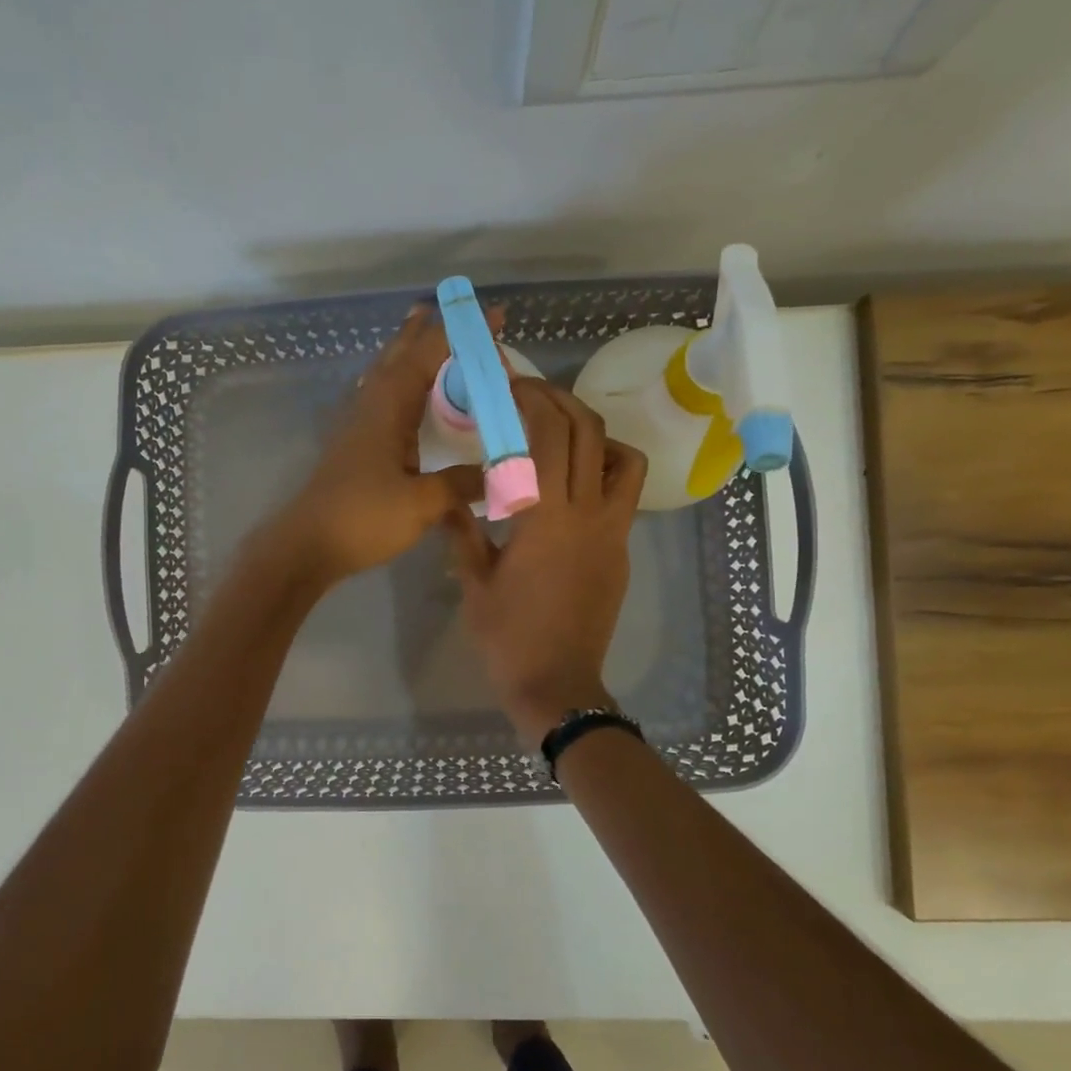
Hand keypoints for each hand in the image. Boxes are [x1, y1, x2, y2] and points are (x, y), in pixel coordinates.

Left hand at [261, 301, 498, 586]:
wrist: (306, 546)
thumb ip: (461, 483)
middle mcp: (371, 405)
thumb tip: (498, 474)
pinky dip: (400, 382)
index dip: (462, 333)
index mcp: (389, 407)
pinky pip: (382, 396)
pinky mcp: (355, 445)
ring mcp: (359, 424)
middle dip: (427, 330)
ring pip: (387, 372)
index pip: (429, 354)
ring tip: (427, 336)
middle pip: (400, 353)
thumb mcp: (421, 503)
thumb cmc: (362, 519)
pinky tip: (404, 395)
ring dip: (408, 351)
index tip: (494, 317)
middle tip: (452, 311)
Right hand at [446, 379, 646, 747]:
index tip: (510, 386)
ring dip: (596, 435)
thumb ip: (462, 533)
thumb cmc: (508, 637)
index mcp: (546, 517)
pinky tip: (573, 487)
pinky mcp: (622, 552)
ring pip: (625, 460)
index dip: (532, 400)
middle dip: (562, 402)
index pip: (548, 436)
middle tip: (533, 396)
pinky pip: (623, 496)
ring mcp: (612, 533)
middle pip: (590, 433)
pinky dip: (605, 473)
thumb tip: (446, 499)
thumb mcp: (474, 583)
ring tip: (563, 436)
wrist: (557, 684)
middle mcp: (588, 514)